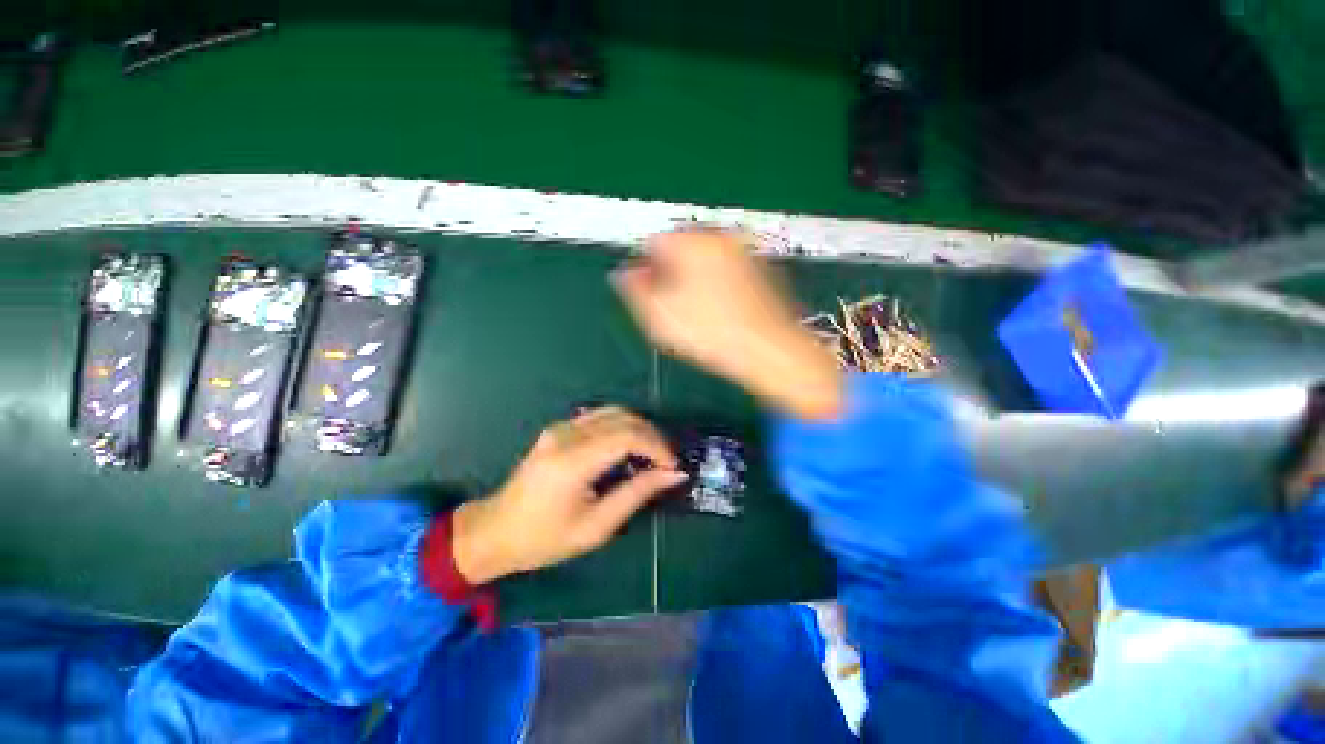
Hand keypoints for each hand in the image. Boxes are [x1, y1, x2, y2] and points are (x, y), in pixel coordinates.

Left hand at [452, 407, 686, 583]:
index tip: (673, 466)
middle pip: (623, 418)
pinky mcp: (558, 428)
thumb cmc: (545, 539)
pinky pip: (599, 416)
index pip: (627, 436)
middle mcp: (566, 435)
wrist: (495, 531)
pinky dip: (622, 426)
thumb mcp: (596, 526)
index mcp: (572, 461)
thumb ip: (636, 494)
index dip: (656, 446)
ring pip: (613, 411)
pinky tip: (628, 446)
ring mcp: (560, 428)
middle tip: (667, 461)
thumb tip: (672, 474)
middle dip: (652, 436)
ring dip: (639, 428)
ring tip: (652, 453)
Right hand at [613, 228, 843, 419]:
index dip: (644, 269)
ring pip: (705, 260)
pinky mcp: (762, 271)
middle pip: (682, 248)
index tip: (646, 296)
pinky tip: (718, 313)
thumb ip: (635, 290)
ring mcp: (745, 253)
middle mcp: (721, 238)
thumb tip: (624, 274)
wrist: (771, 351)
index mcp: (693, 242)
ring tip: (694, 313)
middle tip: (669, 307)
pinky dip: (716, 285)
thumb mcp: (659, 315)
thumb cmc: (710, 332)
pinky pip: (727, 271)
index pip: (654, 241)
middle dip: (669, 273)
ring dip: (692, 280)